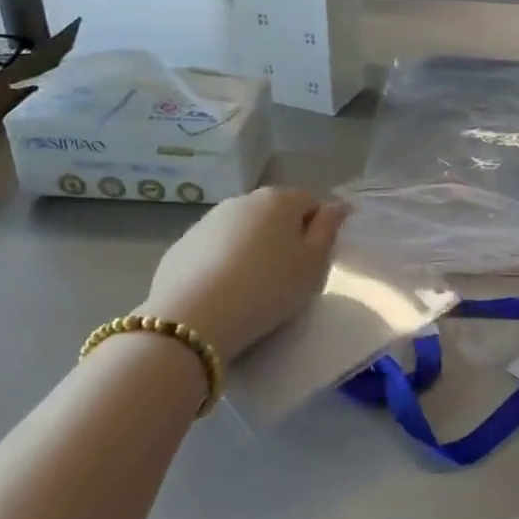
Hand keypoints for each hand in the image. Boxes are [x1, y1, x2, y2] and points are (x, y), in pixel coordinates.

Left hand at [137, 188, 346, 362]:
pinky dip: (222, 262)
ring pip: (242, 230)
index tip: (313, 262)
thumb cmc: (268, 288)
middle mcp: (242, 200)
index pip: (309, 203)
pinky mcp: (182, 245)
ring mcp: (207, 220)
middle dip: (282, 237)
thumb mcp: (313, 264)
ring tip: (251, 287)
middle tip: (285, 276)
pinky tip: (222, 292)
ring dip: (251, 249)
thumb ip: (329, 229)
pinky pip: (214, 249)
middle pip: (274, 214)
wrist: (194, 319)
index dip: (316, 231)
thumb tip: (337, 205)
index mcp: (279, 199)